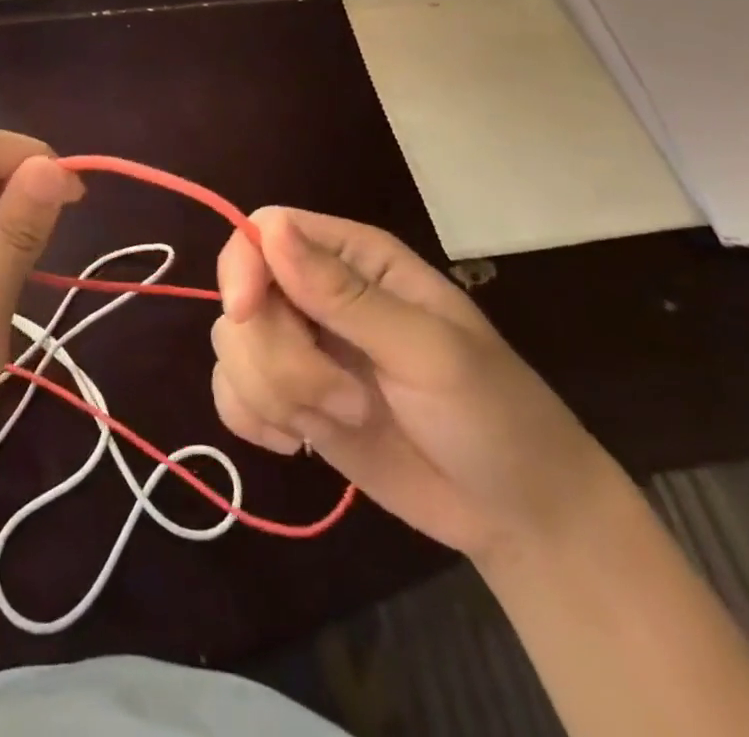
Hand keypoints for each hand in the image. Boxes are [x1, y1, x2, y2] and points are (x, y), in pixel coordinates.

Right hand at [210, 207, 617, 565]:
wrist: (519, 517)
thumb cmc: (493, 416)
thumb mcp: (428, 352)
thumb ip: (346, 295)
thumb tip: (270, 230)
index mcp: (354, 258)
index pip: (265, 230)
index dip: (243, 266)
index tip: (247, 314)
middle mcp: (316, 292)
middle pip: (243, 298)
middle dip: (280, 359)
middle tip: (346, 402)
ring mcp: (300, 348)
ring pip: (232, 347)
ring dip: (274, 394)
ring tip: (342, 420)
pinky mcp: (289, 399)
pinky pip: (230, 393)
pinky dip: (252, 419)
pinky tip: (297, 442)